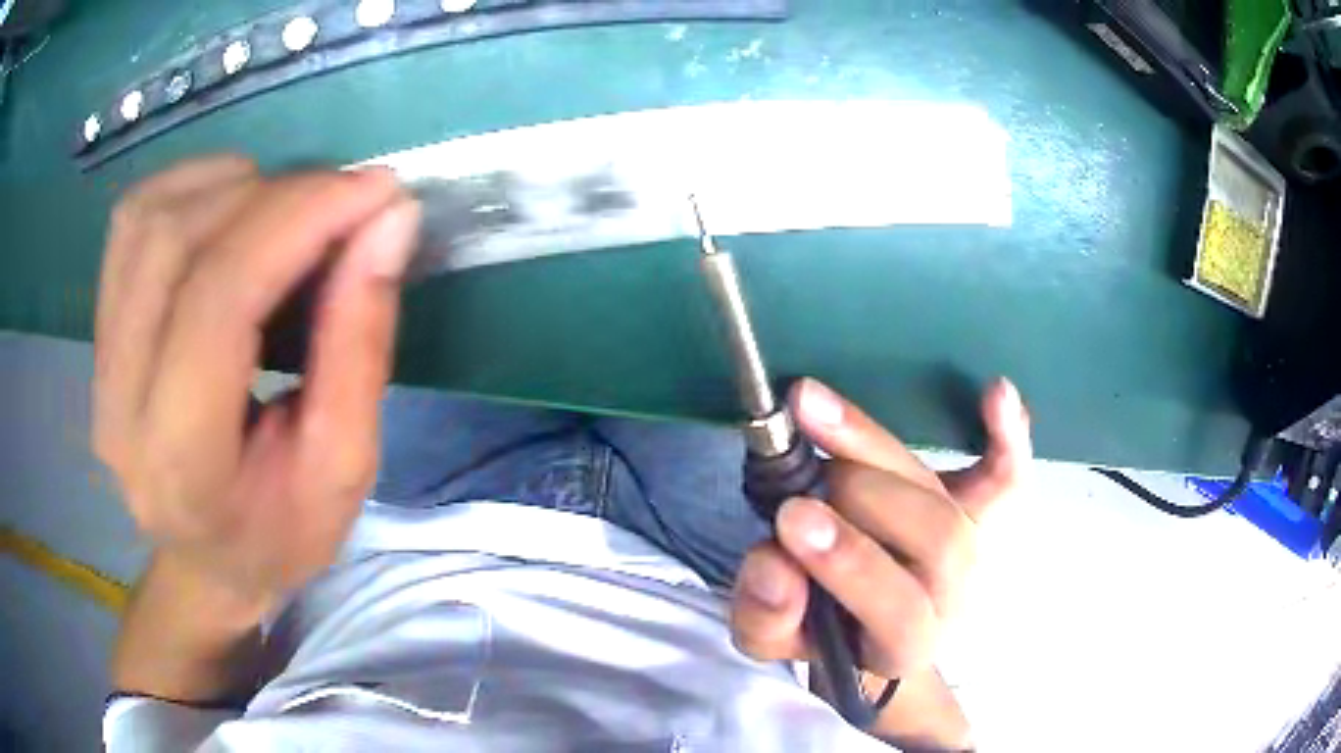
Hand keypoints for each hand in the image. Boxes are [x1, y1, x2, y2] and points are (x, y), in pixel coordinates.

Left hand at [93, 155, 420, 608]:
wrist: (206, 560)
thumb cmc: (279, 533)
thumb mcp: (345, 467)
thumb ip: (361, 344)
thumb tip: (389, 221)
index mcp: (181, 462)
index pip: (218, 302)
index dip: (297, 221)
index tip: (374, 193)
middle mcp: (120, 404)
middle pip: (176, 242)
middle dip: (273, 196)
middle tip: (342, 201)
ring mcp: (99, 362)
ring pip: (150, 217)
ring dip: (233, 186)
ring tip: (288, 211)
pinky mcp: (99, 331)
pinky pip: (134, 218)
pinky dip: (193, 187)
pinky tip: (234, 210)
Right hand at [730, 377, 1031, 740]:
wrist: (872, 620)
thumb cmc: (823, 629)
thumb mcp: (775, 639)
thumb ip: (766, 615)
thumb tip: (774, 561)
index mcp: (905, 644)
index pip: (900, 611)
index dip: (851, 563)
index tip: (792, 517)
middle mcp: (955, 598)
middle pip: (936, 537)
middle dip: (860, 493)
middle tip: (797, 468)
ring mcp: (978, 551)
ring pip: (953, 494)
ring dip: (878, 445)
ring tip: (811, 406)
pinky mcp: (986, 510)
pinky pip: (1006, 474)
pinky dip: (1007, 435)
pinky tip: (995, 393)